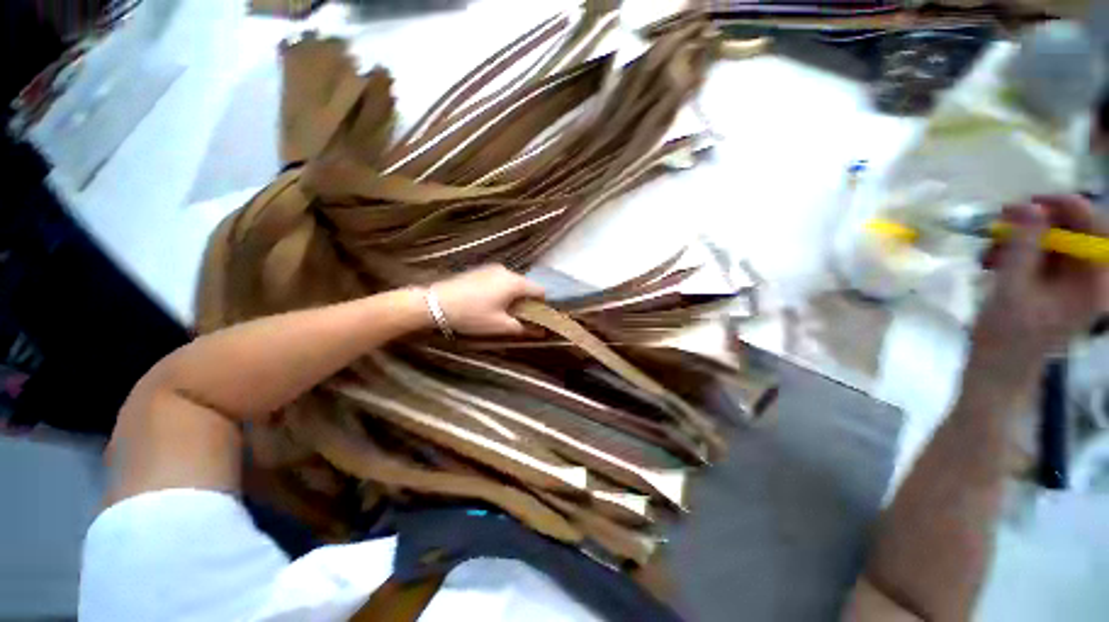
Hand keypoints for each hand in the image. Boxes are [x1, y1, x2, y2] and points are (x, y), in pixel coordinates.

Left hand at [430, 265, 544, 335]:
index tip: (538, 318)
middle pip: (526, 286)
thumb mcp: (499, 325)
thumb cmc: (472, 315)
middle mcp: (507, 271)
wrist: (434, 303)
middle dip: (527, 302)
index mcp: (515, 282)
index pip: (540, 290)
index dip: (543, 305)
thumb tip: (541, 332)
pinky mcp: (480, 270)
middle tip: (519, 318)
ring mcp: (492, 269)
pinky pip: (500, 280)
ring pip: (512, 283)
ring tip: (502, 312)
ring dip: (513, 296)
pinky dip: (502, 291)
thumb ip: (523, 328)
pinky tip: (489, 303)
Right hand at [969, 195, 1108, 395]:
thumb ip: (1023, 246)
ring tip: (990, 248)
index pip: (1093, 227)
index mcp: (1093, 282)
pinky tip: (994, 259)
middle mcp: (1090, 276)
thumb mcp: (1011, 288)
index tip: (1030, 201)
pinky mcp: (1056, 284)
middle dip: (1037, 222)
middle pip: (1073, 231)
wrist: (998, 367)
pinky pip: (1042, 254)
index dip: (1066, 206)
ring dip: (1021, 237)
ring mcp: (1073, 281)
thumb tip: (1028, 205)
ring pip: (1053, 240)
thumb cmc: (1006, 335)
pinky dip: (1017, 250)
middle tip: (1002, 221)